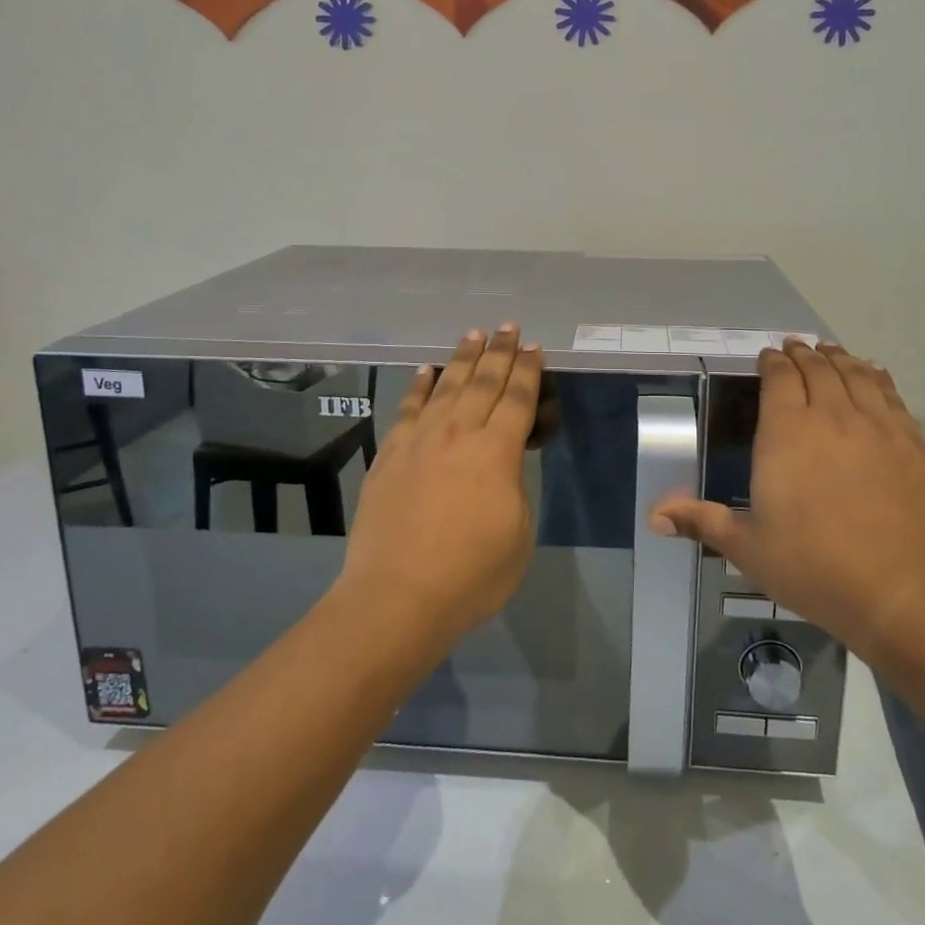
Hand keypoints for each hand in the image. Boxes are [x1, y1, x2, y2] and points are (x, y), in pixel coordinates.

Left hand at [338, 326, 541, 644]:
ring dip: (462, 358)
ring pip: (446, 386)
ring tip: (473, 334)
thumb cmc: (470, 575)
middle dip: (499, 352)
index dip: (528, 372)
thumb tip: (500, 464)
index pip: (517, 399)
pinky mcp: (390, 454)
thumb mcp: (518, 533)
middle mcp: (458, 433)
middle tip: (508, 327)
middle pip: (483, 382)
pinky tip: (426, 370)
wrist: (396, 597)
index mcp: (496, 452)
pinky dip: (419, 386)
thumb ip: (513, 487)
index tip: (534, 348)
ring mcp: (419, 440)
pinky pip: (408, 408)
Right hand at [652, 340, 924, 653]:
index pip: (780, 378)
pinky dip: (878, 378)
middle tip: (797, 347)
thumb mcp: (747, 547)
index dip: (773, 362)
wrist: (900, 592)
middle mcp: (832, 416)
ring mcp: (877, 427)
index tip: (768, 356)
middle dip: (804, 354)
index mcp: (786, 433)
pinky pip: (892, 397)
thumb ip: (701, 521)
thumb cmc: (813, 567)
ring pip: (857, 375)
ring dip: (840, 359)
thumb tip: (655, 515)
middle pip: (818, 369)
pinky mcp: (913, 444)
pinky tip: (875, 375)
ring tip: (831, 351)